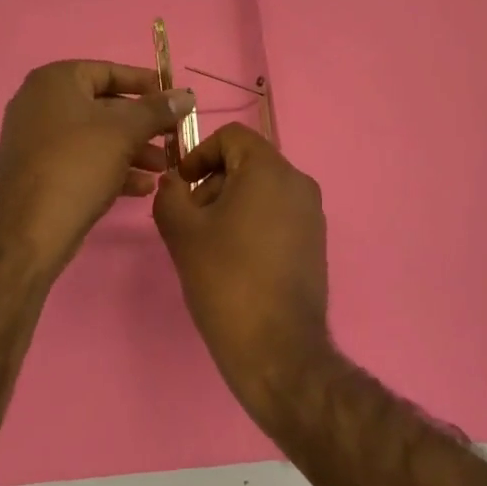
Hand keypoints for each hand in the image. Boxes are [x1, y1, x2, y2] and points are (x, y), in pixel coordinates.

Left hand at [0, 61, 194, 279]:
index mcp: (55, 81)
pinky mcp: (40, 171)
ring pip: (96, 136)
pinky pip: (82, 160)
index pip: (108, 71)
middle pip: (104, 106)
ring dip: (133, 149)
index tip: (173, 98)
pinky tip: (142, 187)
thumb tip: (186, 95)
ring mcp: (37, 139)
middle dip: (143, 124)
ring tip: (165, 166)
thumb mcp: (124, 132)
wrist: (28, 231)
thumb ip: (157, 110)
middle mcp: (40, 103)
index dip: (144, 84)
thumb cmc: (77, 165)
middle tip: (173, 136)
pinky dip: (111, 168)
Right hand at [153, 123, 335, 425]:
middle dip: (213, 182)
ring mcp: (312, 213)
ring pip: (263, 189)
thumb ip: (170, 195)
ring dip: (231, 203)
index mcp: (269, 169)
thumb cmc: (226, 280)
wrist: (278, 349)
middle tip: (190, 220)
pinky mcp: (316, 241)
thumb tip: (174, 182)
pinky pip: (279, 213)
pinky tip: (235, 260)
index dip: (200, 153)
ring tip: (210, 244)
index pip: (232, 136)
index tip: (181, 185)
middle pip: (248, 161)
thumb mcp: (183, 233)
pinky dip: (253, 221)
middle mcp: (298, 182)